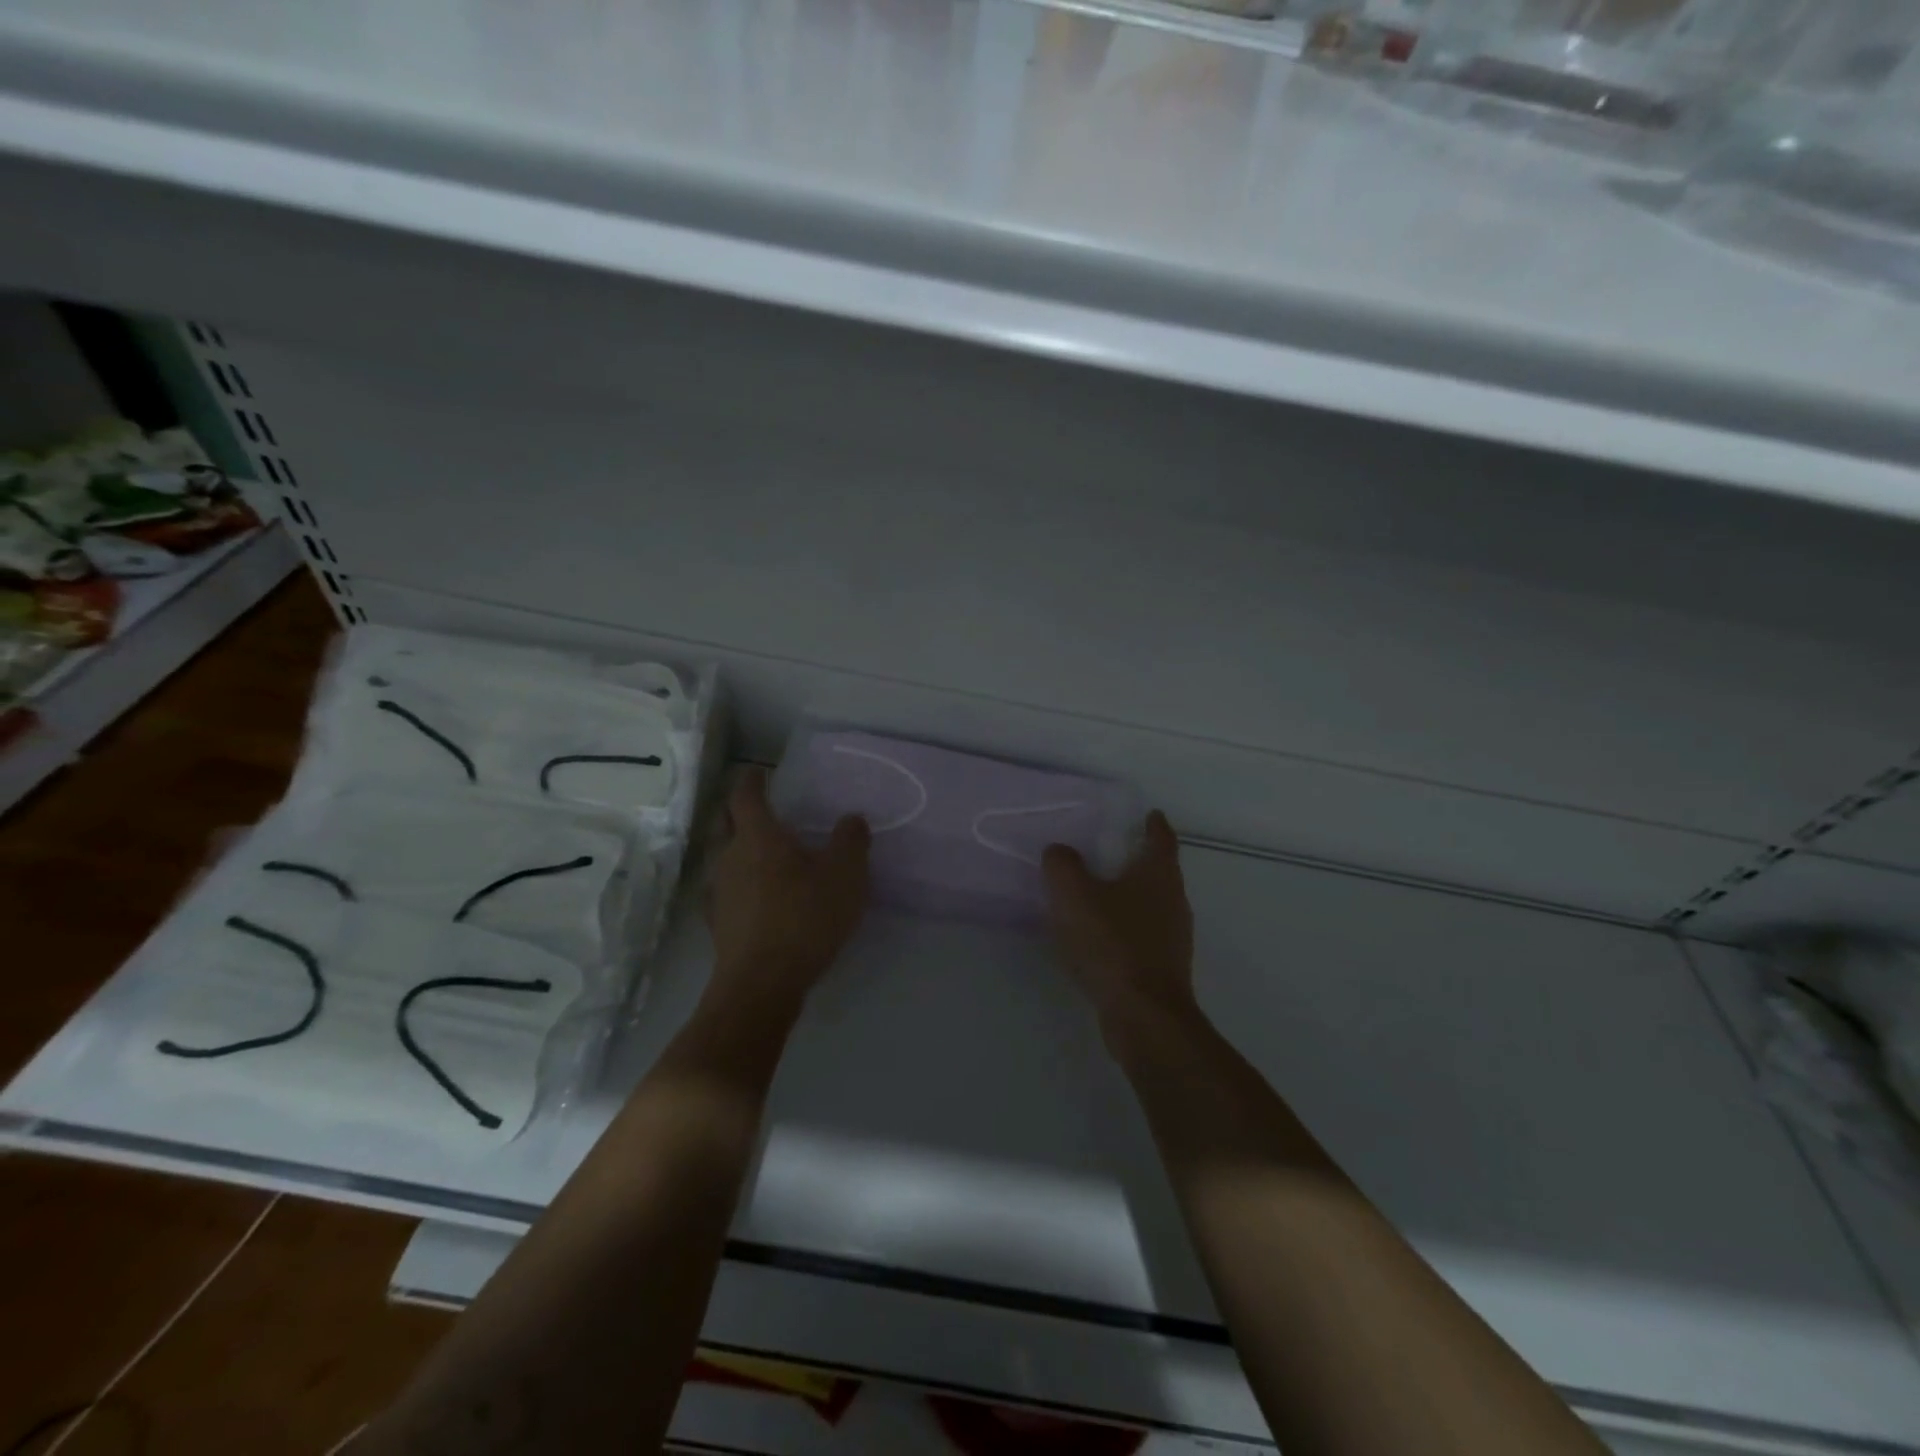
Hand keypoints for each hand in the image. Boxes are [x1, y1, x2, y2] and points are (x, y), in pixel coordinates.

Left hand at [705, 768, 870, 1016]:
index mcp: (758, 837)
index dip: (752, 780)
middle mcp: (729, 857)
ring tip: (761, 854)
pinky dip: (737, 884)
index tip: (759, 772)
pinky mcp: (717, 923)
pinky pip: (724, 890)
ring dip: (737, 849)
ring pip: (722, 857)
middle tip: (758, 808)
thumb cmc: (805, 917)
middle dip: (737, 810)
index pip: (745, 796)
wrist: (762, 983)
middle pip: (724, 822)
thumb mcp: (845, 875)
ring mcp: (718, 892)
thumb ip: (851, 840)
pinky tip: (753, 896)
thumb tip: (851, 819)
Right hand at [1042, 810, 1195, 1032]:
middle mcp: (1173, 901)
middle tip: (1110, 850)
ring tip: (1098, 892)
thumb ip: (1062, 865)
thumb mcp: (1074, 894)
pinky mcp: (1162, 968)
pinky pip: (1141, 935)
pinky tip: (1098, 936)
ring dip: (1129, 896)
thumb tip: (1059, 851)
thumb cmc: (1112, 943)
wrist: (1142, 1014)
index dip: (1154, 824)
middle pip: (1159, 871)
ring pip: (1151, 905)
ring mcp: (1172, 937)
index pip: (1161, 839)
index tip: (1149, 814)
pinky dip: (1123, 927)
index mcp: (1158, 875)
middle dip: (1138, 859)